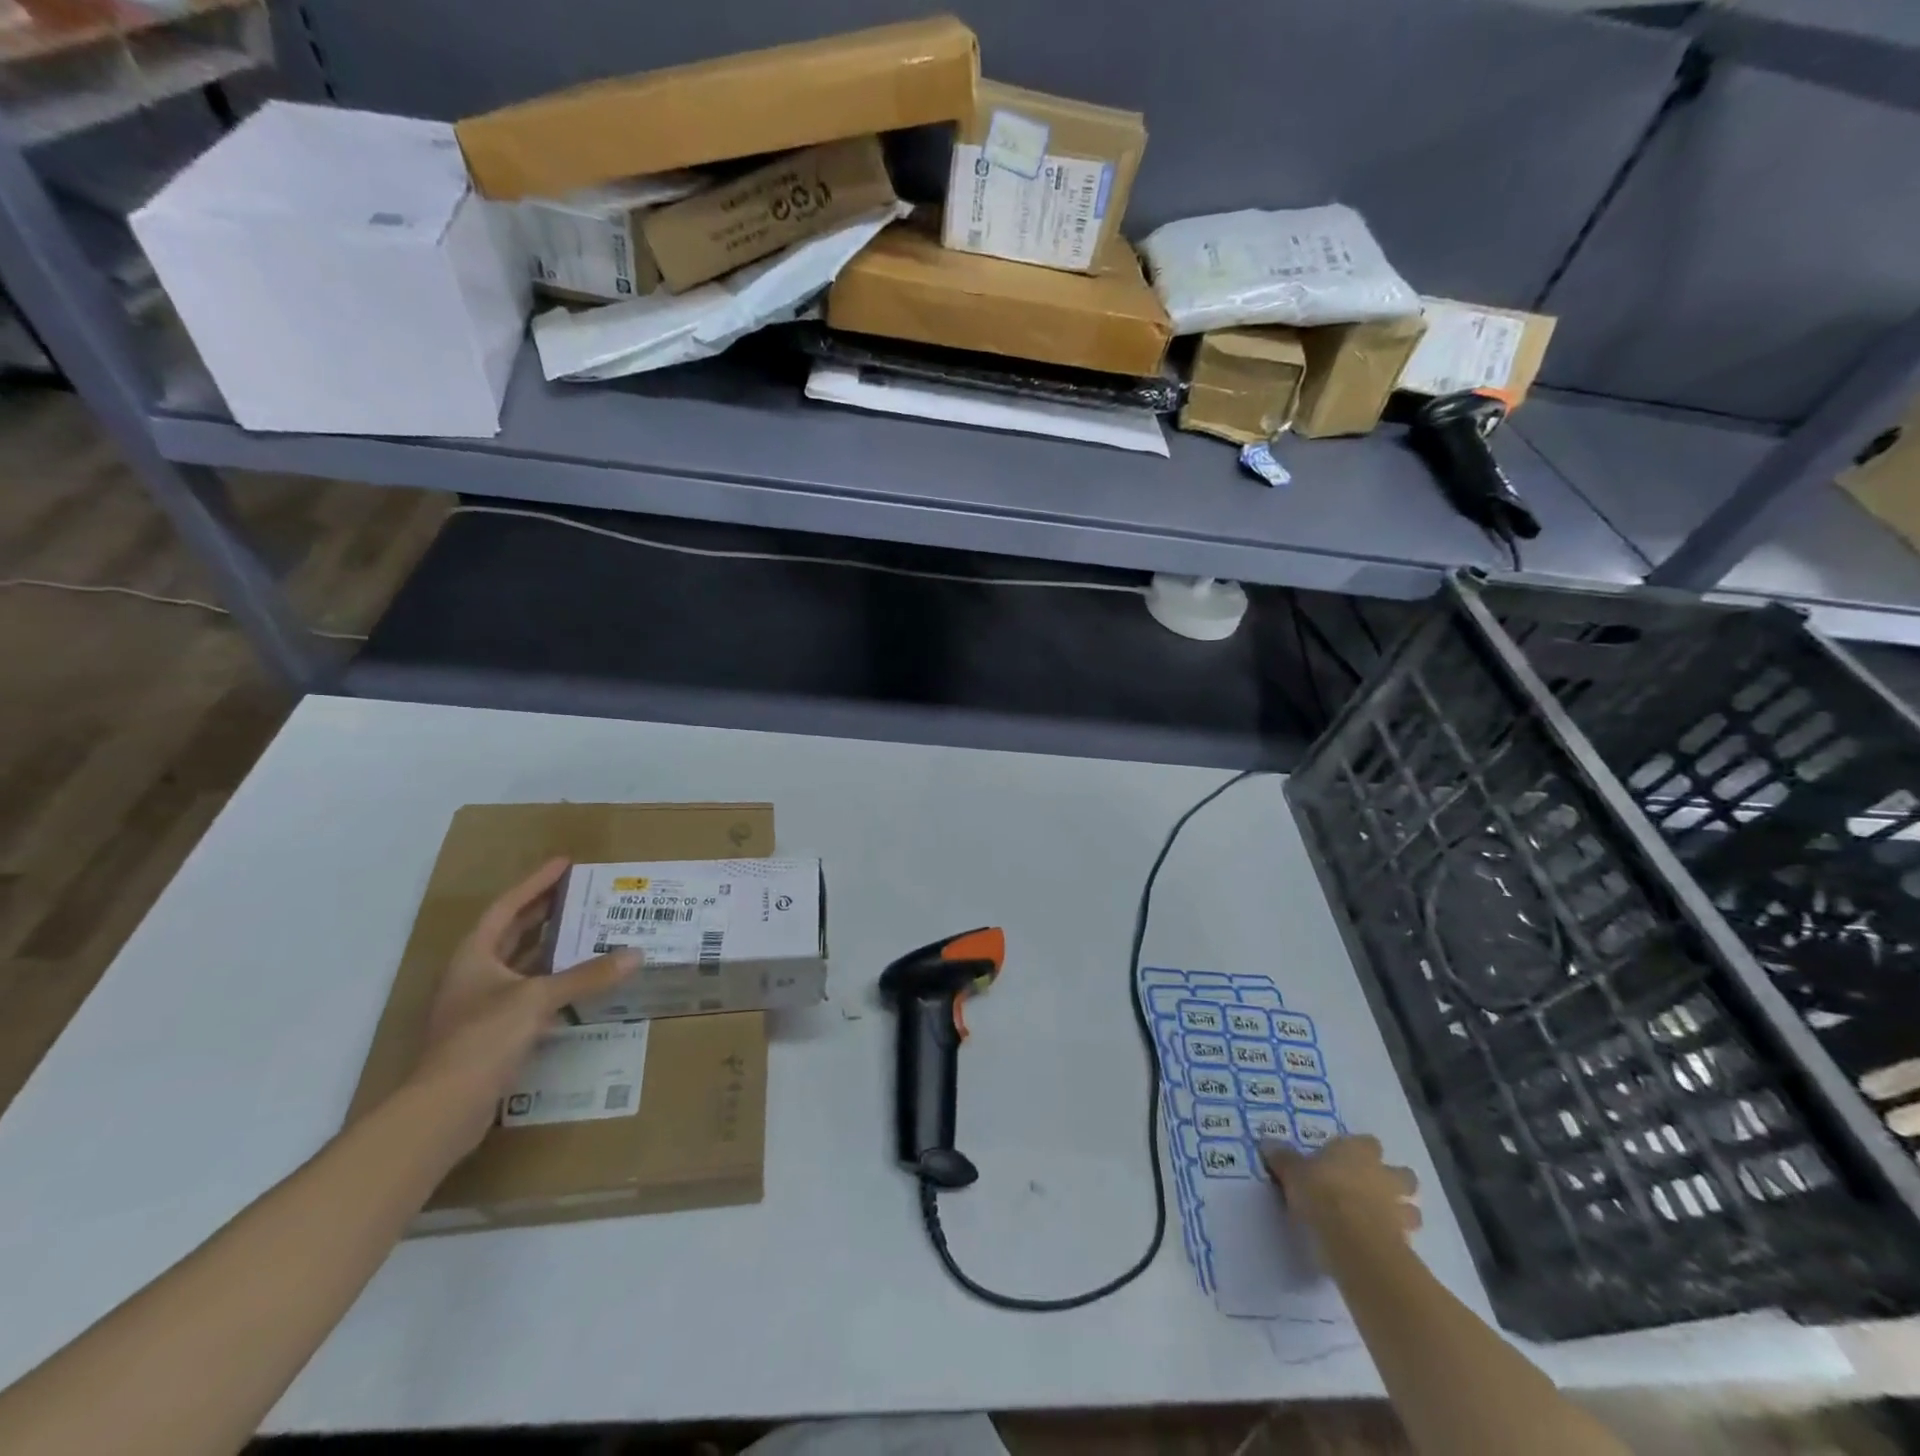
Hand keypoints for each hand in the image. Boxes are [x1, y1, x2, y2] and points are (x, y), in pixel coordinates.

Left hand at [405, 857, 639, 1152]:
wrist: (444, 1109)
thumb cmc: (483, 1039)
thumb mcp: (538, 999)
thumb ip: (587, 976)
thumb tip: (635, 954)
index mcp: (474, 956)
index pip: (507, 907)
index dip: (536, 883)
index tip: (565, 864)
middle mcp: (474, 976)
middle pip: (512, 934)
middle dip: (545, 913)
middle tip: (581, 895)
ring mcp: (480, 1007)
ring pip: (521, 966)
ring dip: (551, 950)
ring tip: (588, 933)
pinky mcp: (491, 1035)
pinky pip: (529, 996)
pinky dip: (554, 985)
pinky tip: (580, 986)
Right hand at [1263, 1135, 1420, 1249]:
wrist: (1354, 1242)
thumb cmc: (1322, 1194)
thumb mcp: (1292, 1173)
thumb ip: (1284, 1159)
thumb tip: (1268, 1143)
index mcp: (1358, 1152)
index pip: (1368, 1143)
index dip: (1360, 1150)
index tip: (1346, 1159)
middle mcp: (1384, 1176)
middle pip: (1402, 1174)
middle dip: (1394, 1182)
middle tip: (1375, 1190)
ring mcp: (1399, 1211)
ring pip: (1411, 1209)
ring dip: (1402, 1214)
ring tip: (1381, 1222)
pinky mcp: (1406, 1244)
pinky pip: (1405, 1239)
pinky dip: (1395, 1241)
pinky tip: (1378, 1247)